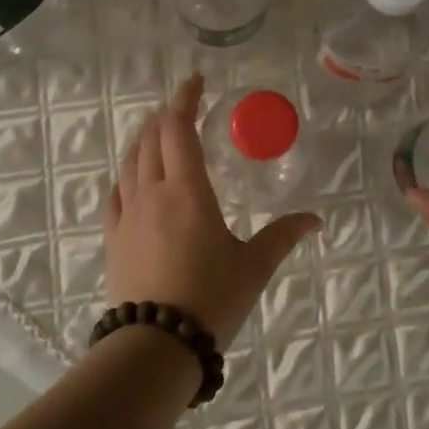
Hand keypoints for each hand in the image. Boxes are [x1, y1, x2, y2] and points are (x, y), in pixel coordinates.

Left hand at [104, 73, 320, 343]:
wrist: (156, 346)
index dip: (185, 99)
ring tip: (157, 132)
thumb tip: (315, 220)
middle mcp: (153, 193)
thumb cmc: (211, 299)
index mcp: (188, 191)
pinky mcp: (113, 238)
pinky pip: (115, 194)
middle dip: (165, 116)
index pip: (179, 129)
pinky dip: (126, 175)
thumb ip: (282, 236)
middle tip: (181, 107)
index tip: (195, 81)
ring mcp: (127, 215)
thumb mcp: (254, 266)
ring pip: (131, 162)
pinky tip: (130, 178)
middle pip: (151, 139)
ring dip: (144, 140)